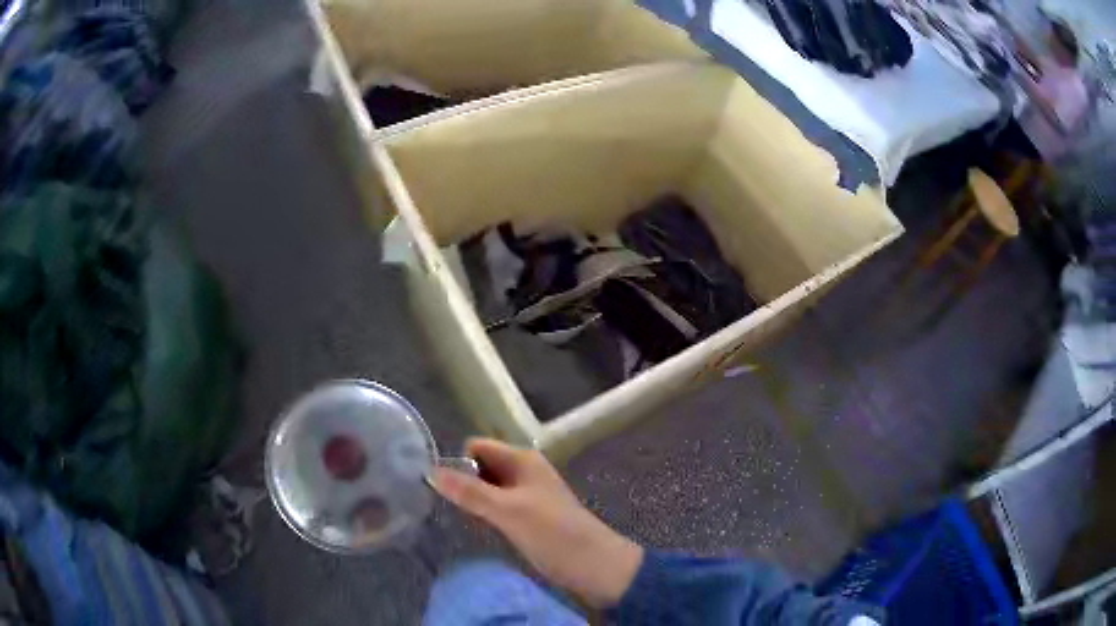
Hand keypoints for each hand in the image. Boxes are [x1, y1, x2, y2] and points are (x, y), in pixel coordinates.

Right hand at [433, 438, 642, 608]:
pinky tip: (481, 530)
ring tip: (463, 521)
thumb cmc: (554, 534)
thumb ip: (470, 492)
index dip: (459, 463)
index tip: (444, 489)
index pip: (477, 447)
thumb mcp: (509, 511)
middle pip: (481, 467)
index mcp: (523, 460)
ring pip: (488, 489)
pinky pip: (498, 508)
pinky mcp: (529, 518)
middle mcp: (525, 472)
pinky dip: (487, 515)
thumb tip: (430, 471)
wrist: (596, 567)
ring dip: (474, 501)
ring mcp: (528, 496)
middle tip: (451, 508)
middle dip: (464, 483)